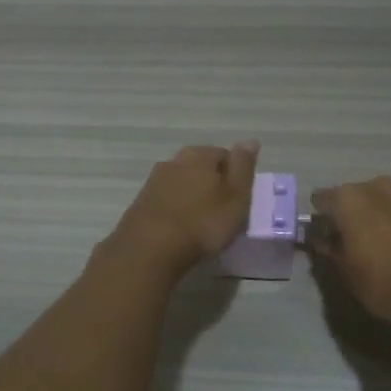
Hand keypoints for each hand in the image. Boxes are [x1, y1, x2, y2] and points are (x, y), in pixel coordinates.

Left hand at [110, 141, 259, 275]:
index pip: (224, 155)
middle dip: (211, 184)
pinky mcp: (140, 204)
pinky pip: (166, 202)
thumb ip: (243, 166)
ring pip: (181, 184)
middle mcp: (173, 161)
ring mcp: (153, 182)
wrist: (150, 249)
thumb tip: (250, 140)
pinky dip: (175, 210)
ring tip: (201, 222)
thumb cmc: (203, 222)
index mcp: (199, 155)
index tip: (239, 199)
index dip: (235, 177)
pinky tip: (180, 229)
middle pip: (200, 168)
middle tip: (221, 211)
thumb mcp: (236, 195)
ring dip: (191, 197)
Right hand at [308, 176, 390, 320]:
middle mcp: (377, 187)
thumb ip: (331, 249)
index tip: (326, 238)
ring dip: (380, 216)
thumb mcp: (347, 272)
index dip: (321, 219)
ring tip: (386, 245)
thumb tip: (323, 239)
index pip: (321, 200)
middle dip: (352, 215)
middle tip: (356, 243)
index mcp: (348, 199)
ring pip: (384, 200)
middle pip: (355, 196)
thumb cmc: (384, 282)